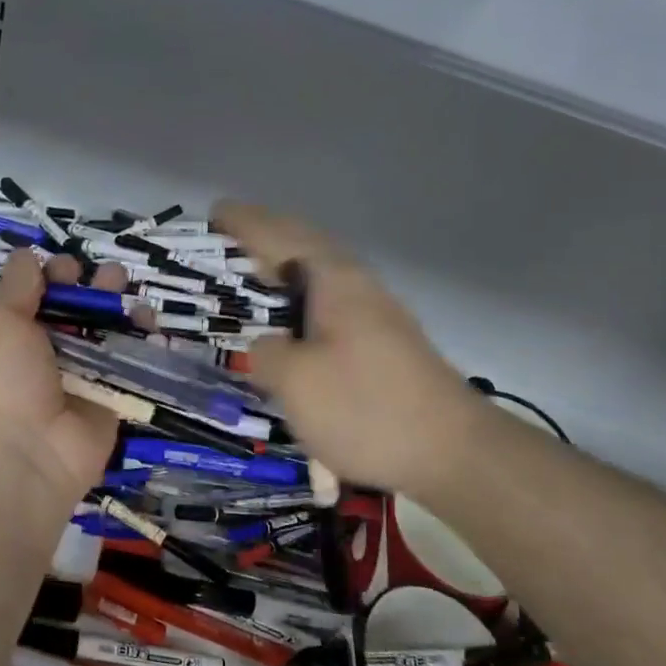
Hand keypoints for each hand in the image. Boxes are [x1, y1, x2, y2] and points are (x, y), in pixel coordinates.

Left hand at [0, 251, 123, 507]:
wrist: (21, 459)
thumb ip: (16, 285)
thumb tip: (28, 256)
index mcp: (5, 336)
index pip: (33, 295)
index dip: (51, 276)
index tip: (64, 271)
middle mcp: (40, 355)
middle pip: (73, 310)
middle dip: (91, 286)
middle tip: (108, 275)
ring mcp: (77, 378)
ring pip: (103, 333)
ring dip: (119, 308)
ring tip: (130, 292)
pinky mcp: (109, 399)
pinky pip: (128, 365)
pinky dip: (142, 342)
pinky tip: (151, 323)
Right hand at [214, 201, 479, 494]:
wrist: (452, 452)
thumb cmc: (366, 408)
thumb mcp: (296, 382)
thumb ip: (266, 352)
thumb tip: (264, 345)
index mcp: (332, 279)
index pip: (278, 235)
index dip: (242, 223)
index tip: (212, 213)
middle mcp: (356, 283)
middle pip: (303, 244)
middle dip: (264, 237)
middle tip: (224, 242)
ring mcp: (376, 310)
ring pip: (319, 273)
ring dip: (284, 267)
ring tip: (249, 278)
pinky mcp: (384, 340)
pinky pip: (329, 300)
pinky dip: (300, 297)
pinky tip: (290, 323)